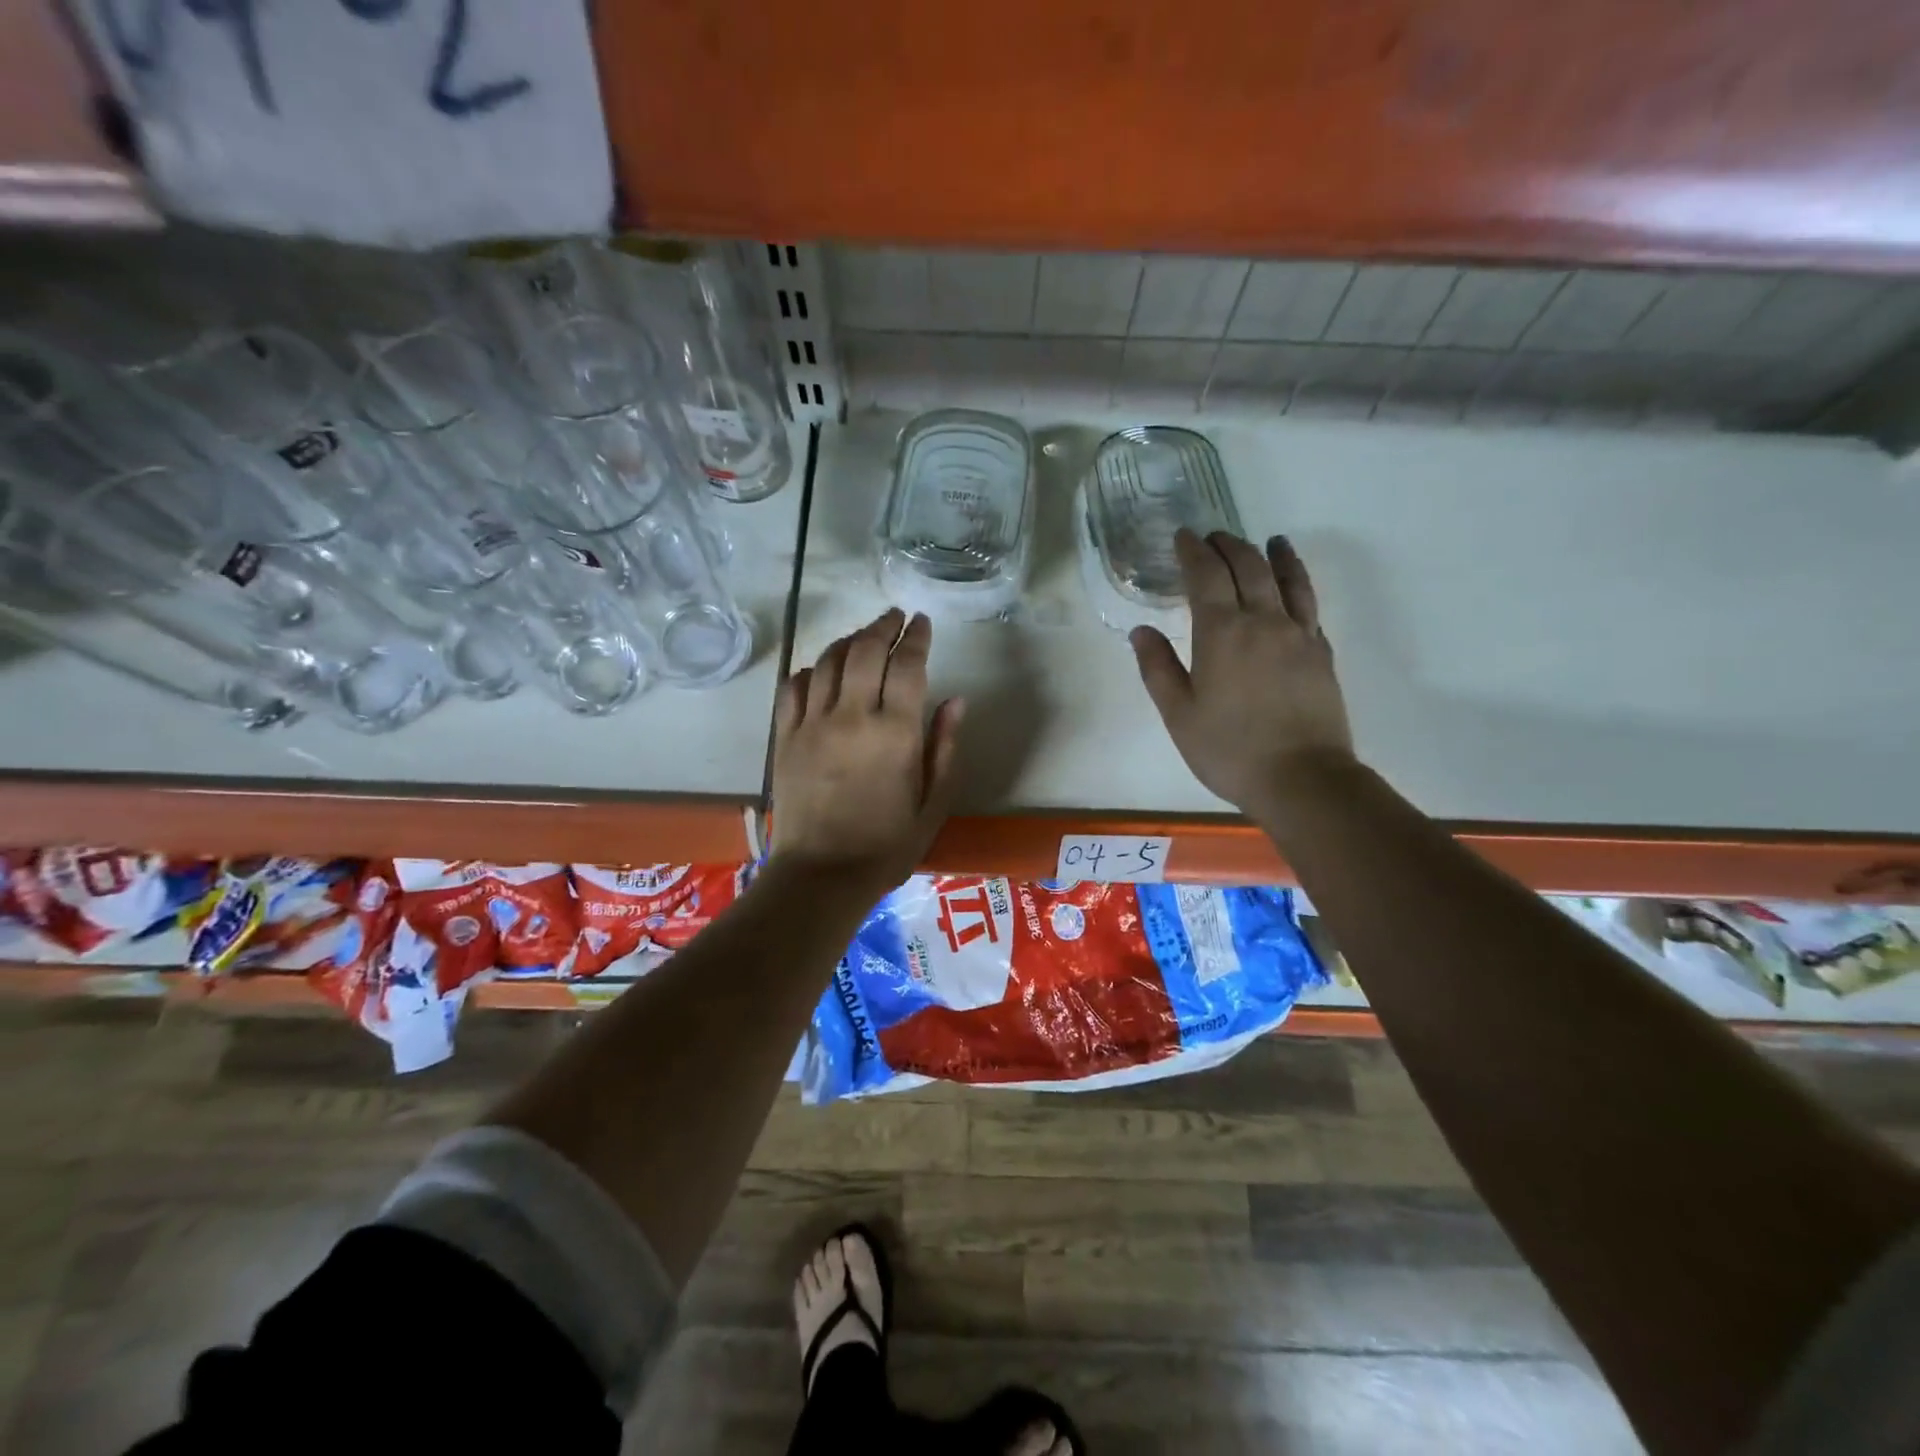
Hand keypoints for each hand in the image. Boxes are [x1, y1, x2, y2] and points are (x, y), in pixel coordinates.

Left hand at [768, 608, 963, 898]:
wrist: (821, 876)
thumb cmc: (886, 847)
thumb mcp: (933, 805)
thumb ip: (945, 749)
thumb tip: (955, 700)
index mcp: (896, 733)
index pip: (907, 665)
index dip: (917, 637)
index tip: (922, 622)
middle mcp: (852, 717)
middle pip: (866, 651)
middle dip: (883, 626)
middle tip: (894, 618)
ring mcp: (812, 724)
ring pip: (829, 661)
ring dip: (849, 640)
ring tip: (863, 637)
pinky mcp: (785, 738)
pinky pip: (794, 687)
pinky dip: (811, 670)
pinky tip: (822, 671)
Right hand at [1131, 530, 1354, 815]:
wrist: (1302, 778)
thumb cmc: (1228, 750)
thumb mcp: (1179, 714)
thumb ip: (1158, 668)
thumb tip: (1142, 631)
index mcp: (1222, 632)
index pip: (1206, 575)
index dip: (1194, 551)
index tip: (1183, 536)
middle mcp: (1263, 621)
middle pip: (1248, 567)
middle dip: (1228, 545)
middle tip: (1214, 537)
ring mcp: (1299, 634)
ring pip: (1287, 579)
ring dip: (1273, 555)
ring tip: (1269, 541)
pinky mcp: (1321, 653)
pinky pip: (1310, 604)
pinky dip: (1299, 583)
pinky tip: (1294, 585)